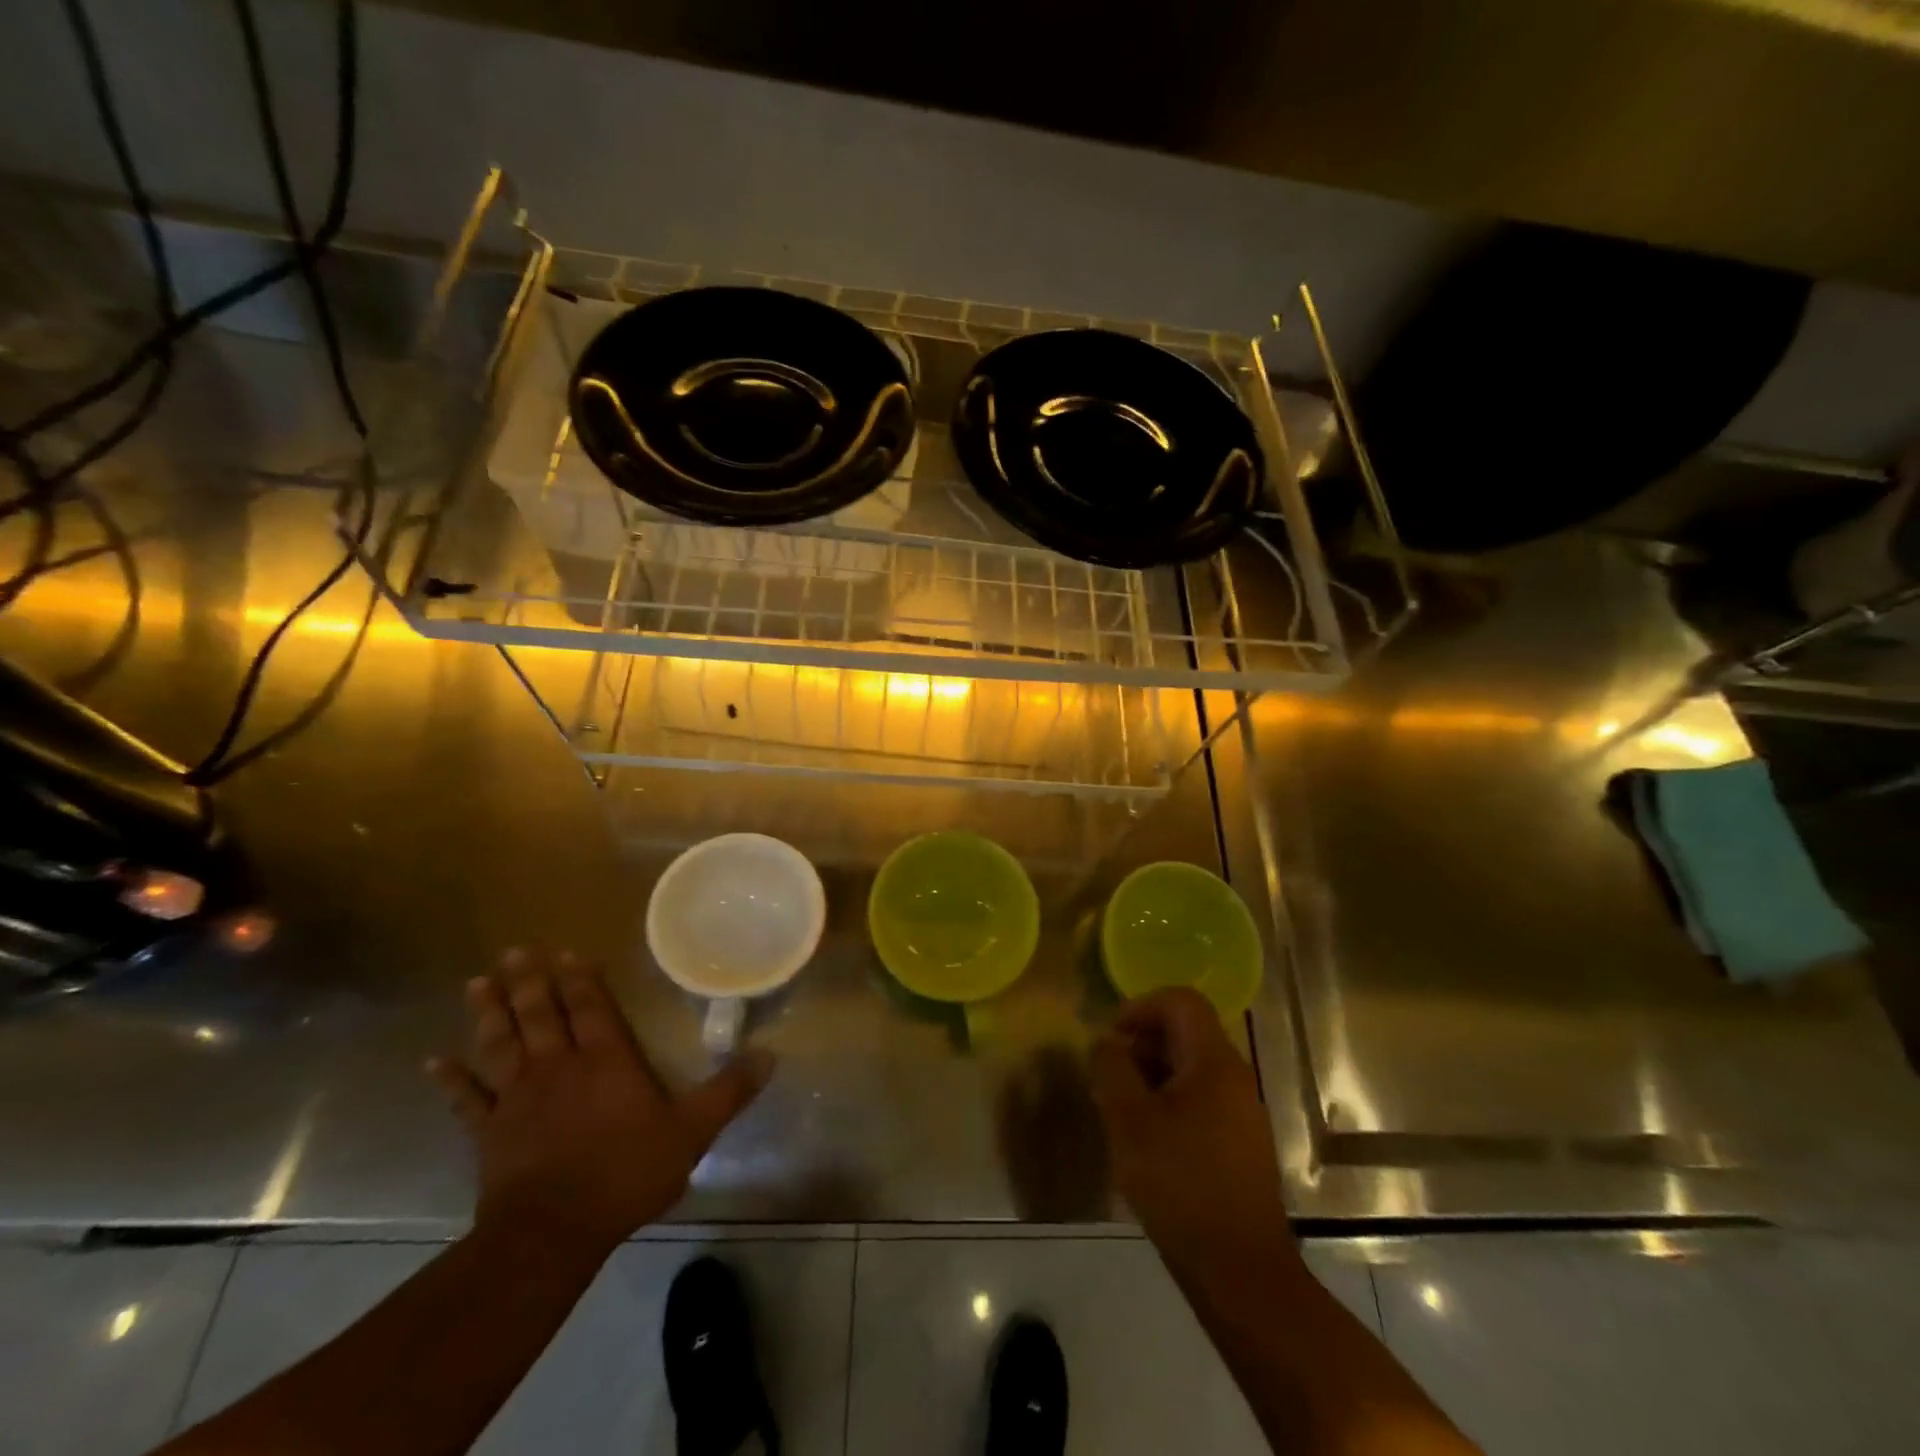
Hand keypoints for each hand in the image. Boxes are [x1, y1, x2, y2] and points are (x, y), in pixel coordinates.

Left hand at [428, 948, 771, 1253]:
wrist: (552, 1232)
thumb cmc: (625, 1173)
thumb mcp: (691, 1132)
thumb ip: (729, 1092)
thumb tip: (771, 1054)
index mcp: (606, 1061)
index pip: (592, 1008)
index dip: (580, 980)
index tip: (565, 952)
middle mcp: (559, 1067)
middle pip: (541, 1015)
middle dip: (529, 981)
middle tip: (513, 950)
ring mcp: (518, 1098)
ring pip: (501, 1044)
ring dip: (489, 1013)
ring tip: (477, 983)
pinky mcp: (490, 1133)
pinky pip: (467, 1100)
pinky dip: (451, 1080)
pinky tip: (433, 1061)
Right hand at [1090, 988, 1297, 1284]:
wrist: (1240, 1270)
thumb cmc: (1180, 1184)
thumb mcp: (1129, 1120)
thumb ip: (1112, 1069)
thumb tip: (1108, 1042)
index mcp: (1214, 1061)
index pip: (1181, 1001)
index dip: (1141, 1007)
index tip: (1112, 1038)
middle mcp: (1236, 1076)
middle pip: (1186, 1032)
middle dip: (1142, 1044)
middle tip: (1111, 1078)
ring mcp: (1243, 1112)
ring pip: (1192, 1068)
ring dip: (1153, 1076)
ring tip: (1123, 1111)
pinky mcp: (1242, 1144)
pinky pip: (1202, 1099)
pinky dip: (1170, 1103)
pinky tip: (1149, 1141)